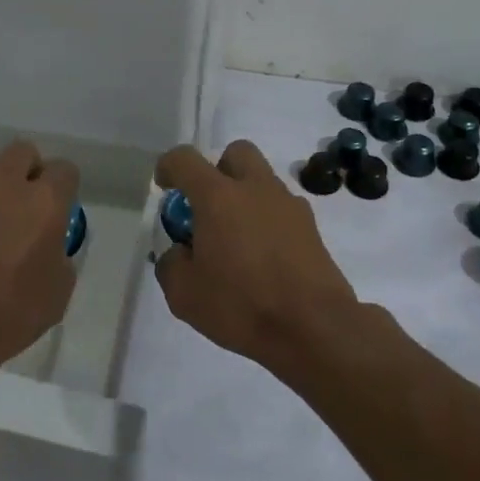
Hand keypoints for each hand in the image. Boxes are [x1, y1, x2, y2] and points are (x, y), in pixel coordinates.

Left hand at [0, 141, 80, 372]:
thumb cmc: (12, 313)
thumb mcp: (57, 292)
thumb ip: (58, 257)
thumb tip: (48, 248)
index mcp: (43, 203)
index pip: (64, 170)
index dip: (65, 187)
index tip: (62, 209)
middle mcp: (2, 190)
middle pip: (21, 153)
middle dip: (28, 170)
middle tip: (27, 206)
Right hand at [153, 140, 359, 370]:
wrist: (314, 327)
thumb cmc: (242, 305)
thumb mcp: (185, 294)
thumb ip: (171, 265)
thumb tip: (179, 253)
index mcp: (218, 197)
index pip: (185, 160)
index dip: (169, 167)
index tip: (165, 186)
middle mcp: (255, 189)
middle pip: (236, 153)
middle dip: (218, 170)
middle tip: (209, 206)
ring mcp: (289, 205)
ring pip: (262, 180)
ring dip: (245, 196)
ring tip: (236, 239)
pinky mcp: (311, 227)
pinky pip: (281, 208)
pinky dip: (267, 220)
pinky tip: (263, 256)